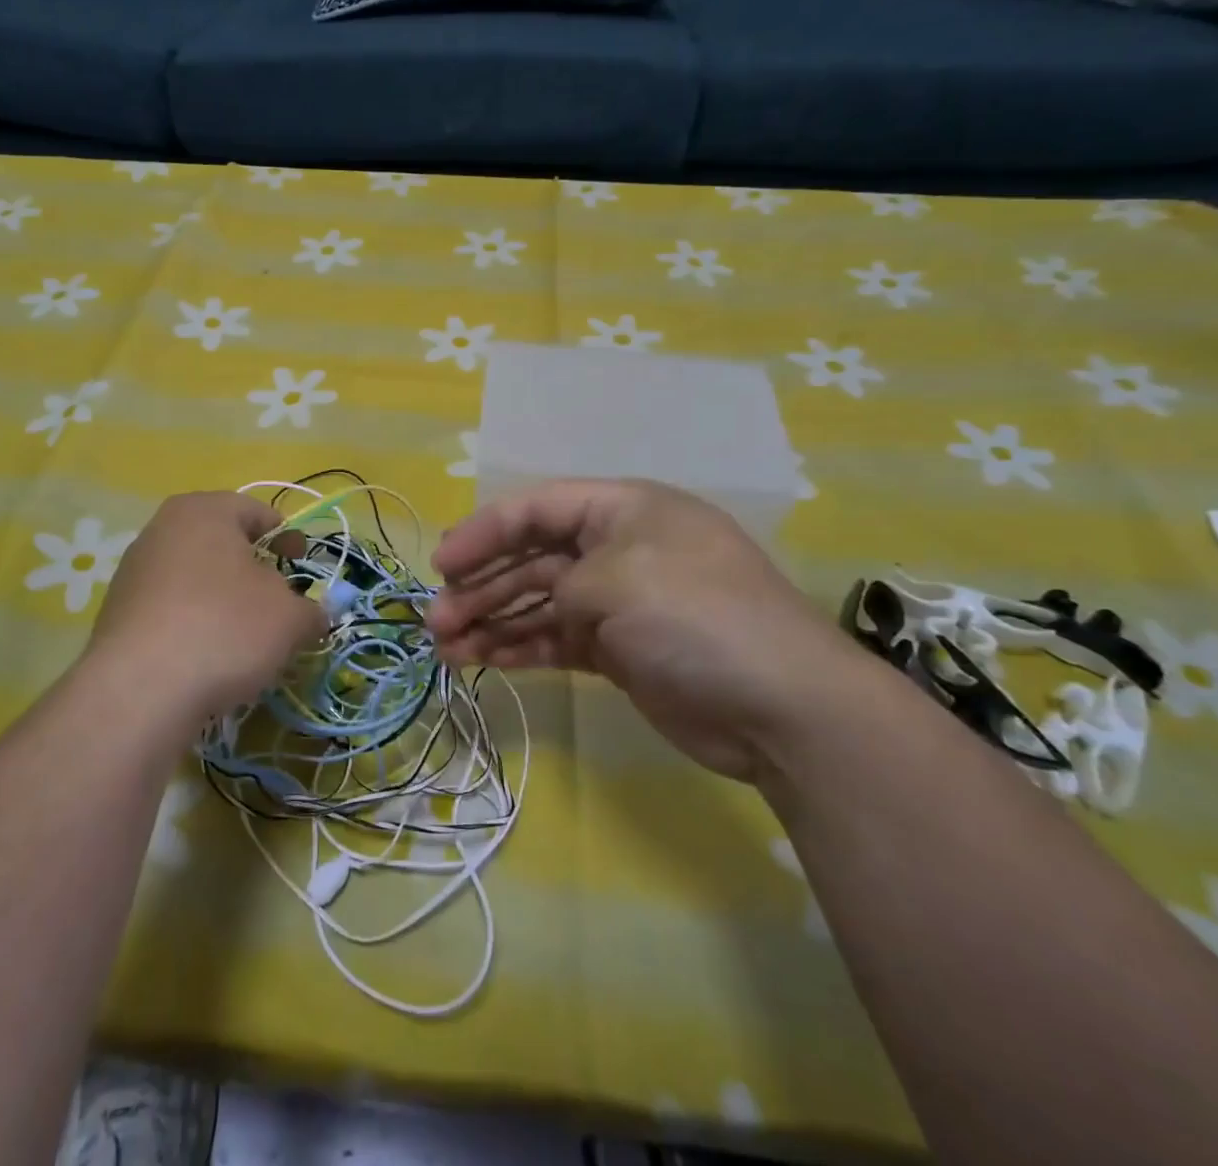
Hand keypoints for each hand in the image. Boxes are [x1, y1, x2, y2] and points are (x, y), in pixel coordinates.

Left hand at [84, 492, 325, 731]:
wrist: (139, 691)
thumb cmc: (225, 628)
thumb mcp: (290, 619)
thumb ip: (312, 610)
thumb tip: (315, 616)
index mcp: (205, 511)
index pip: (256, 511)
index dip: (286, 537)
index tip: (301, 564)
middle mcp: (162, 529)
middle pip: (221, 543)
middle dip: (253, 569)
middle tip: (278, 600)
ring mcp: (133, 571)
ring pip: (195, 577)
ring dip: (223, 598)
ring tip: (244, 635)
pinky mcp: (117, 613)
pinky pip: (170, 608)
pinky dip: (194, 623)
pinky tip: (208, 656)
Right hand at [427, 479, 874, 780]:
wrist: (783, 709)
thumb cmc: (697, 619)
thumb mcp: (618, 581)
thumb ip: (561, 583)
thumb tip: (541, 608)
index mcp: (624, 511)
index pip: (538, 508)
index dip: (484, 532)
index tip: (442, 565)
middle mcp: (618, 549)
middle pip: (532, 558)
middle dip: (481, 585)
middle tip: (435, 620)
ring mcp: (619, 602)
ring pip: (538, 603)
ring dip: (491, 621)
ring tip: (445, 648)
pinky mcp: (619, 650)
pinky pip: (556, 639)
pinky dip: (520, 648)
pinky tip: (482, 661)